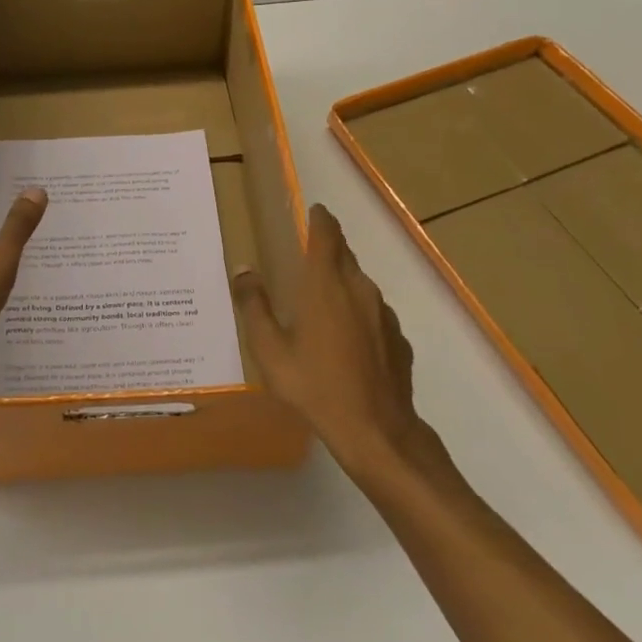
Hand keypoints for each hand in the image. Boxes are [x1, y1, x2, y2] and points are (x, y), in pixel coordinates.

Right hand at [231, 204, 448, 479]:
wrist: (376, 431)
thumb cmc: (315, 385)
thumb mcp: (270, 349)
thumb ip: (254, 305)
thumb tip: (244, 269)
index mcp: (326, 284)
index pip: (327, 233)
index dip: (320, 218)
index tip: (312, 211)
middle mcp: (358, 288)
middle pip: (345, 254)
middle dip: (327, 248)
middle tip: (303, 256)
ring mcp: (383, 313)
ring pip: (360, 283)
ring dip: (341, 282)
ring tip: (320, 300)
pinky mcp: (398, 338)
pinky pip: (373, 312)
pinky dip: (357, 312)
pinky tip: (344, 339)